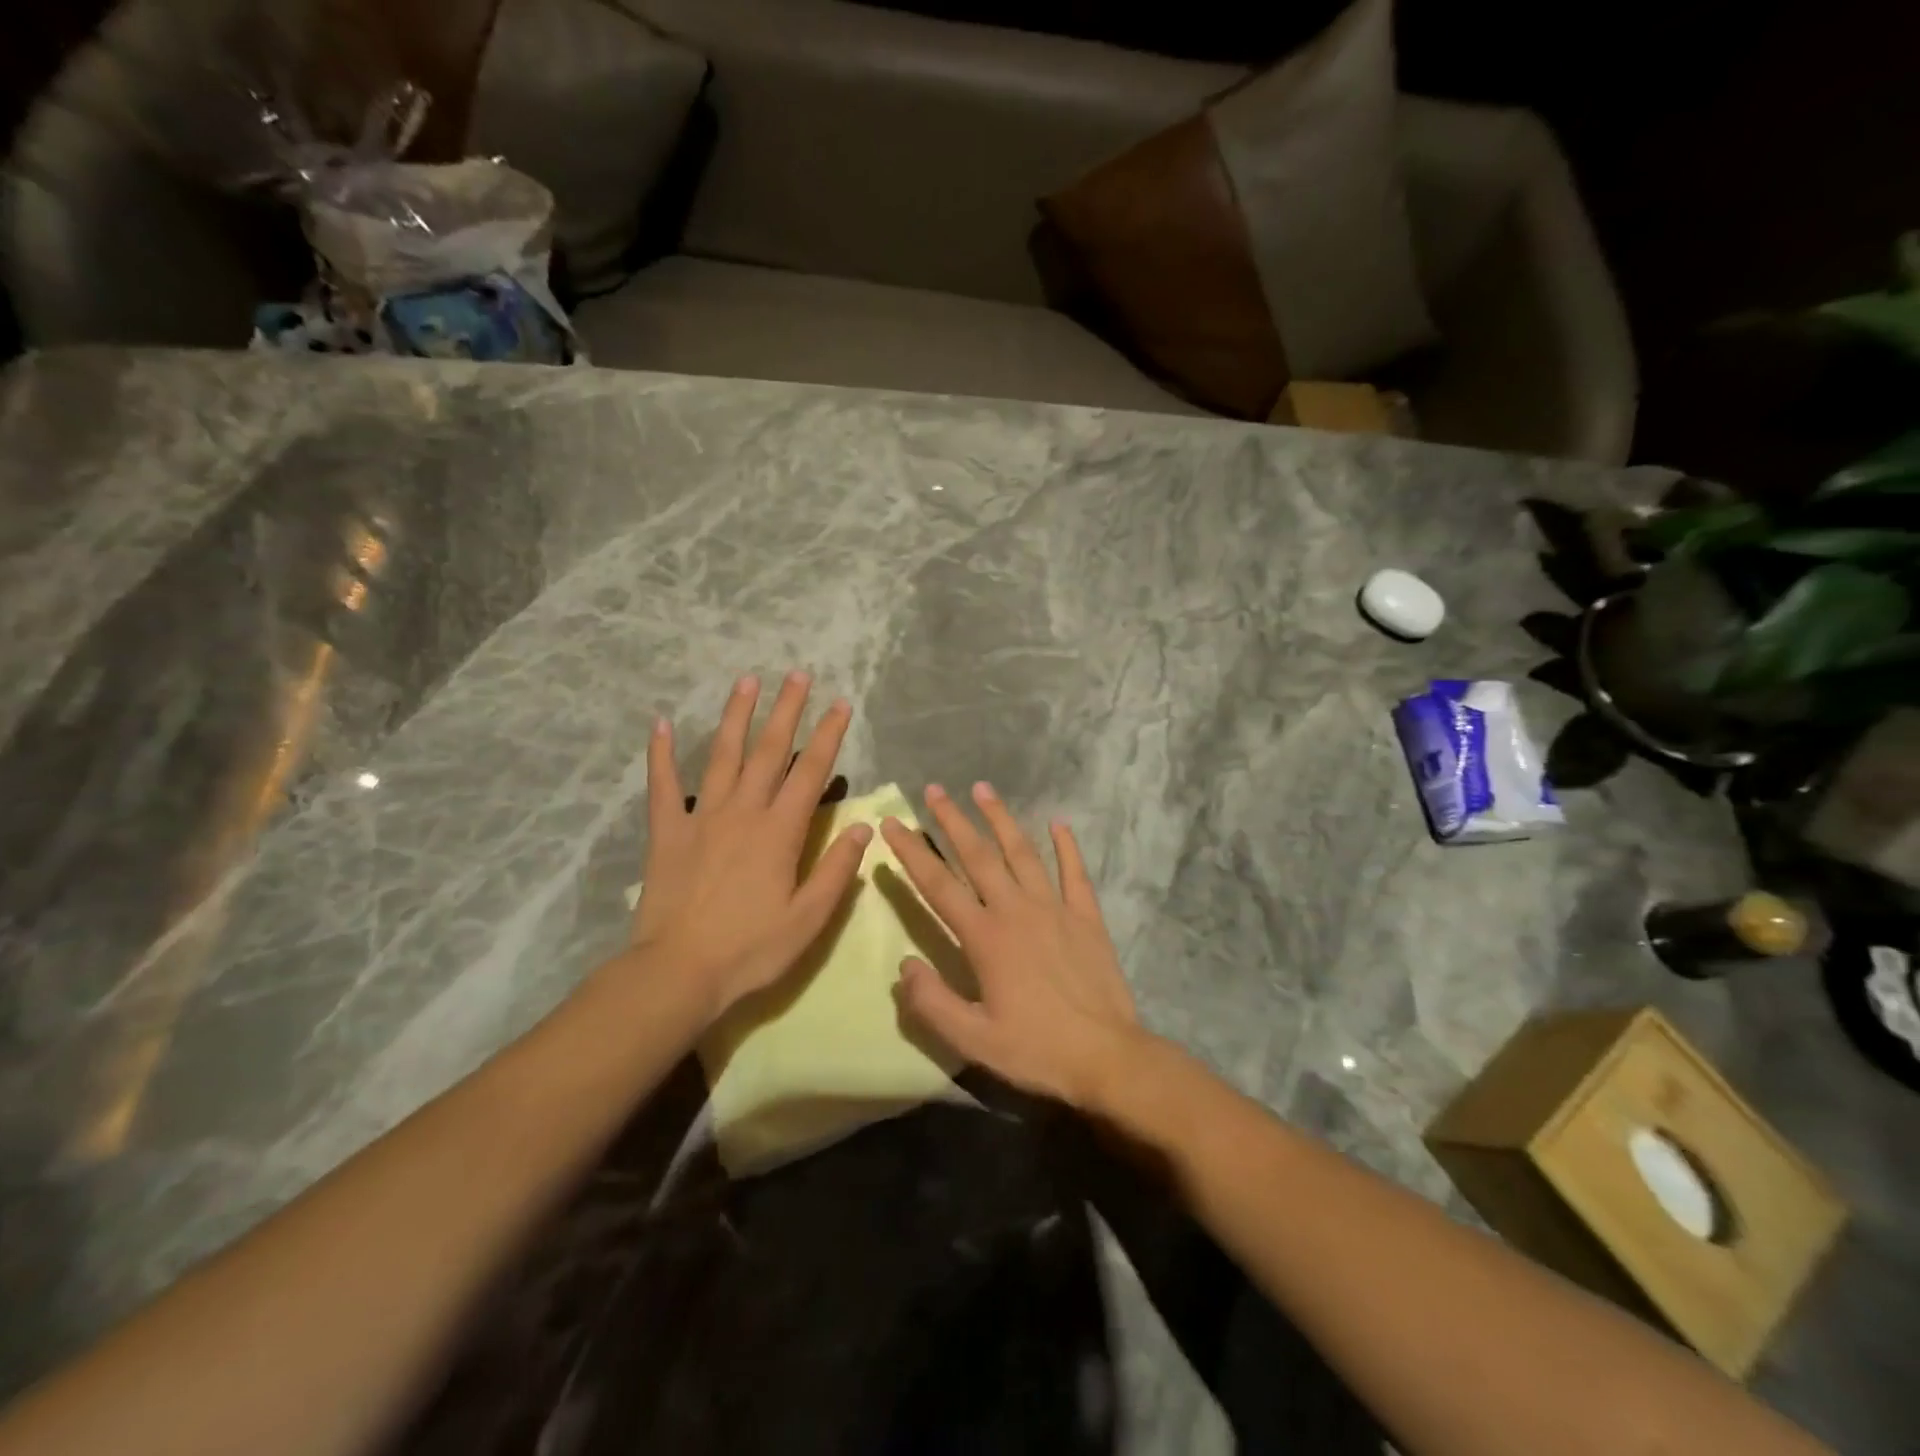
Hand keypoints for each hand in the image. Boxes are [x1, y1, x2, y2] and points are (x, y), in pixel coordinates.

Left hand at [632, 672, 870, 1022]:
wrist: (679, 972)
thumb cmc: (751, 949)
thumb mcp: (808, 919)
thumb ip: (836, 870)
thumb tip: (864, 827)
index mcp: (780, 831)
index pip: (811, 772)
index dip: (828, 736)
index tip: (840, 704)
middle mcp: (743, 812)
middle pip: (769, 751)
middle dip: (787, 710)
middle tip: (797, 674)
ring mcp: (702, 818)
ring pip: (722, 756)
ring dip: (736, 716)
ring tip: (747, 681)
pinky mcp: (668, 832)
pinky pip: (663, 786)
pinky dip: (661, 754)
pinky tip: (660, 723)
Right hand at [880, 783, 1142, 1108]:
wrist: (1107, 1057)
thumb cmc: (1036, 1050)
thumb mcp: (973, 1039)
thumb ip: (932, 1002)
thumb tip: (904, 966)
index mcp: (985, 937)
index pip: (939, 885)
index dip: (912, 852)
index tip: (893, 823)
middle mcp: (1017, 910)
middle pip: (979, 856)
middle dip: (953, 820)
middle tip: (934, 790)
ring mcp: (1055, 908)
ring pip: (1023, 853)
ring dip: (1001, 819)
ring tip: (983, 789)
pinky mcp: (1086, 917)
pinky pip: (1074, 873)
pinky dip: (1067, 846)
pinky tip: (1059, 823)